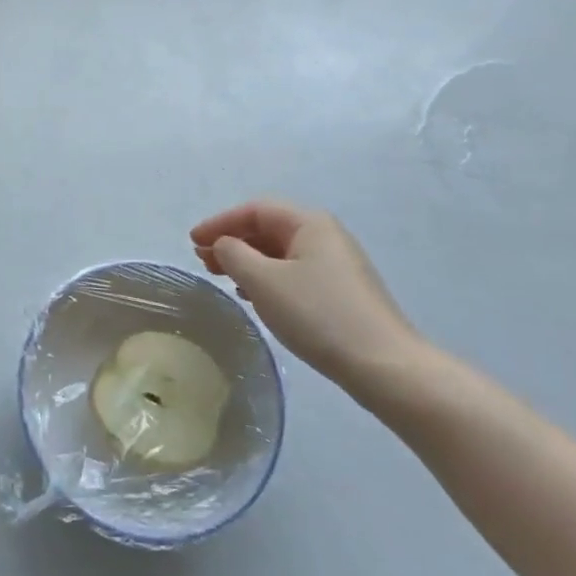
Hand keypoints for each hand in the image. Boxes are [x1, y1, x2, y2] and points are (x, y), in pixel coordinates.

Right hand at [191, 200, 423, 390]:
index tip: (191, 242)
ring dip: (247, 261)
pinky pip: (293, 273)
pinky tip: (254, 296)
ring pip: (280, 253)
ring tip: (223, 278)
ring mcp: (336, 265)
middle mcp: (325, 236)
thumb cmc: (318, 314)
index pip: (254, 210)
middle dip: (232, 241)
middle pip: (268, 228)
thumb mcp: (263, 281)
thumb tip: (224, 245)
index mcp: (309, 223)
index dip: (219, 222)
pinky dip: (266, 278)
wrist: (384, 365)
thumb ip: (234, 255)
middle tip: (203, 261)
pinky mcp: (341, 292)